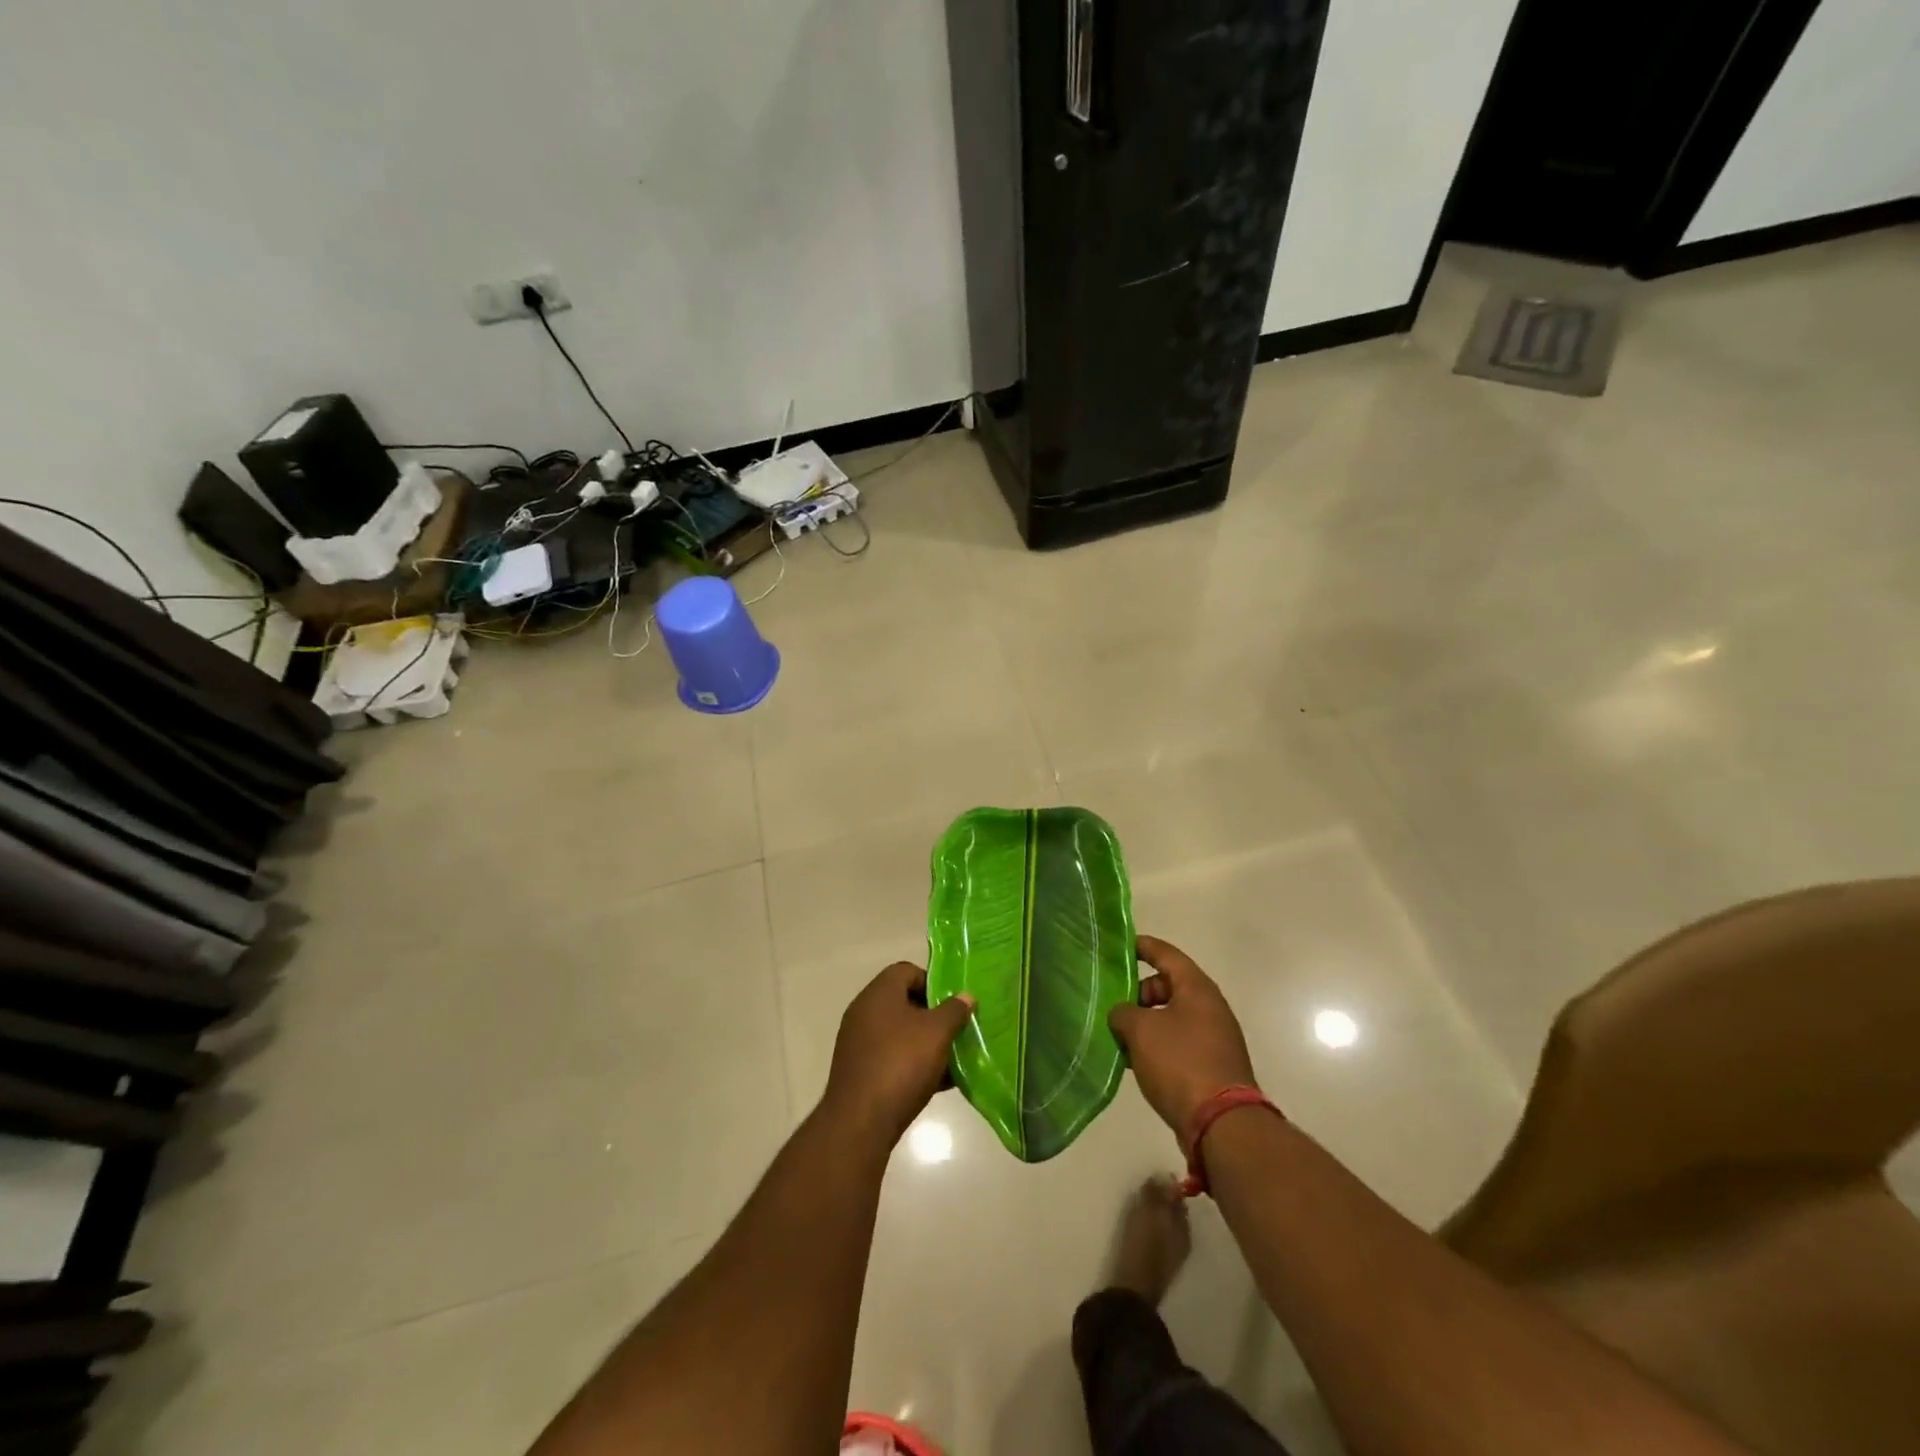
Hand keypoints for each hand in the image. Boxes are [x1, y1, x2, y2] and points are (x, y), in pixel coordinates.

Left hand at [821, 962, 974, 1149]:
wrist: (860, 1123)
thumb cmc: (901, 1064)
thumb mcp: (937, 1033)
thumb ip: (954, 1010)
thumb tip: (966, 996)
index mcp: (878, 993)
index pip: (907, 971)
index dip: (933, 982)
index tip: (952, 1004)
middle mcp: (864, 1012)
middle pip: (904, 1002)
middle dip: (933, 1016)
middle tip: (956, 1030)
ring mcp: (859, 1043)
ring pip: (900, 1033)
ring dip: (926, 1043)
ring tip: (952, 1059)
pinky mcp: (859, 1072)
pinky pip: (891, 1058)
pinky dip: (913, 1064)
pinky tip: (937, 1083)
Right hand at [1110, 936, 1257, 1134]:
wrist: (1221, 1123)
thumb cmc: (1180, 1063)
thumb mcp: (1140, 1030)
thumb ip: (1123, 1013)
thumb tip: (1122, 1014)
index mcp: (1196, 988)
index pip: (1166, 954)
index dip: (1143, 947)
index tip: (1120, 946)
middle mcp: (1209, 1007)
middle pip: (1169, 986)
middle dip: (1139, 992)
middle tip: (1113, 1004)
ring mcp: (1213, 1037)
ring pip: (1172, 1016)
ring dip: (1146, 1022)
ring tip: (1119, 1035)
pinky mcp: (1211, 1065)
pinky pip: (1178, 1042)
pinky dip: (1157, 1044)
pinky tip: (1136, 1060)